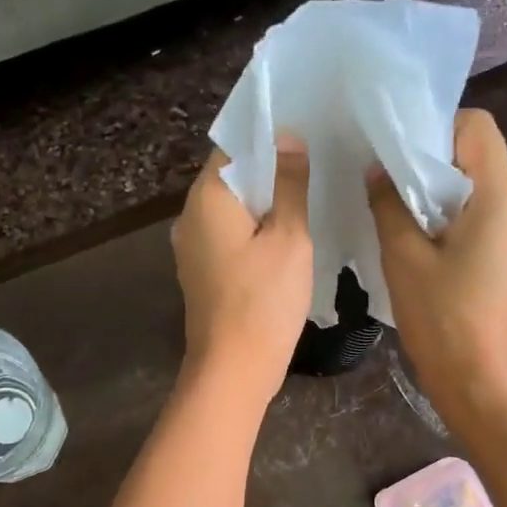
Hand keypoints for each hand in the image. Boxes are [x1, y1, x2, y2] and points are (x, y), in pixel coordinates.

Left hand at [171, 138, 312, 407]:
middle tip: (316, 167)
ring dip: (266, 205)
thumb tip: (288, 138)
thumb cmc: (264, 301)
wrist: (234, 370)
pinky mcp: (203, 275)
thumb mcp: (290, 238)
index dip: (270, 138)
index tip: (307, 136)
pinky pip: (231, 239)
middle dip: (271, 172)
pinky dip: (256, 233)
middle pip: (233, 179)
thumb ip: (290, 184)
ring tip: (307, 200)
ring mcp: (193, 249)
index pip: (234, 146)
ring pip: (233, 211)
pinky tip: (286, 240)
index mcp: (207, 198)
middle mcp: (190, 218)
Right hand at [367, 108, 506, 428]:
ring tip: (405, 224)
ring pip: (481, 193)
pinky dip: (456, 223)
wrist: (479, 383)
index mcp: (501, 198)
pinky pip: (486, 222)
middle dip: (435, 166)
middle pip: (480, 160)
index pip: (478, 128)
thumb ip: (389, 203)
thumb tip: (379, 170)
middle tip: (392, 190)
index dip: (438, 128)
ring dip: (443, 198)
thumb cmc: (441, 319)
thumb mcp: (403, 257)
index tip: (401, 155)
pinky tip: (428, 251)